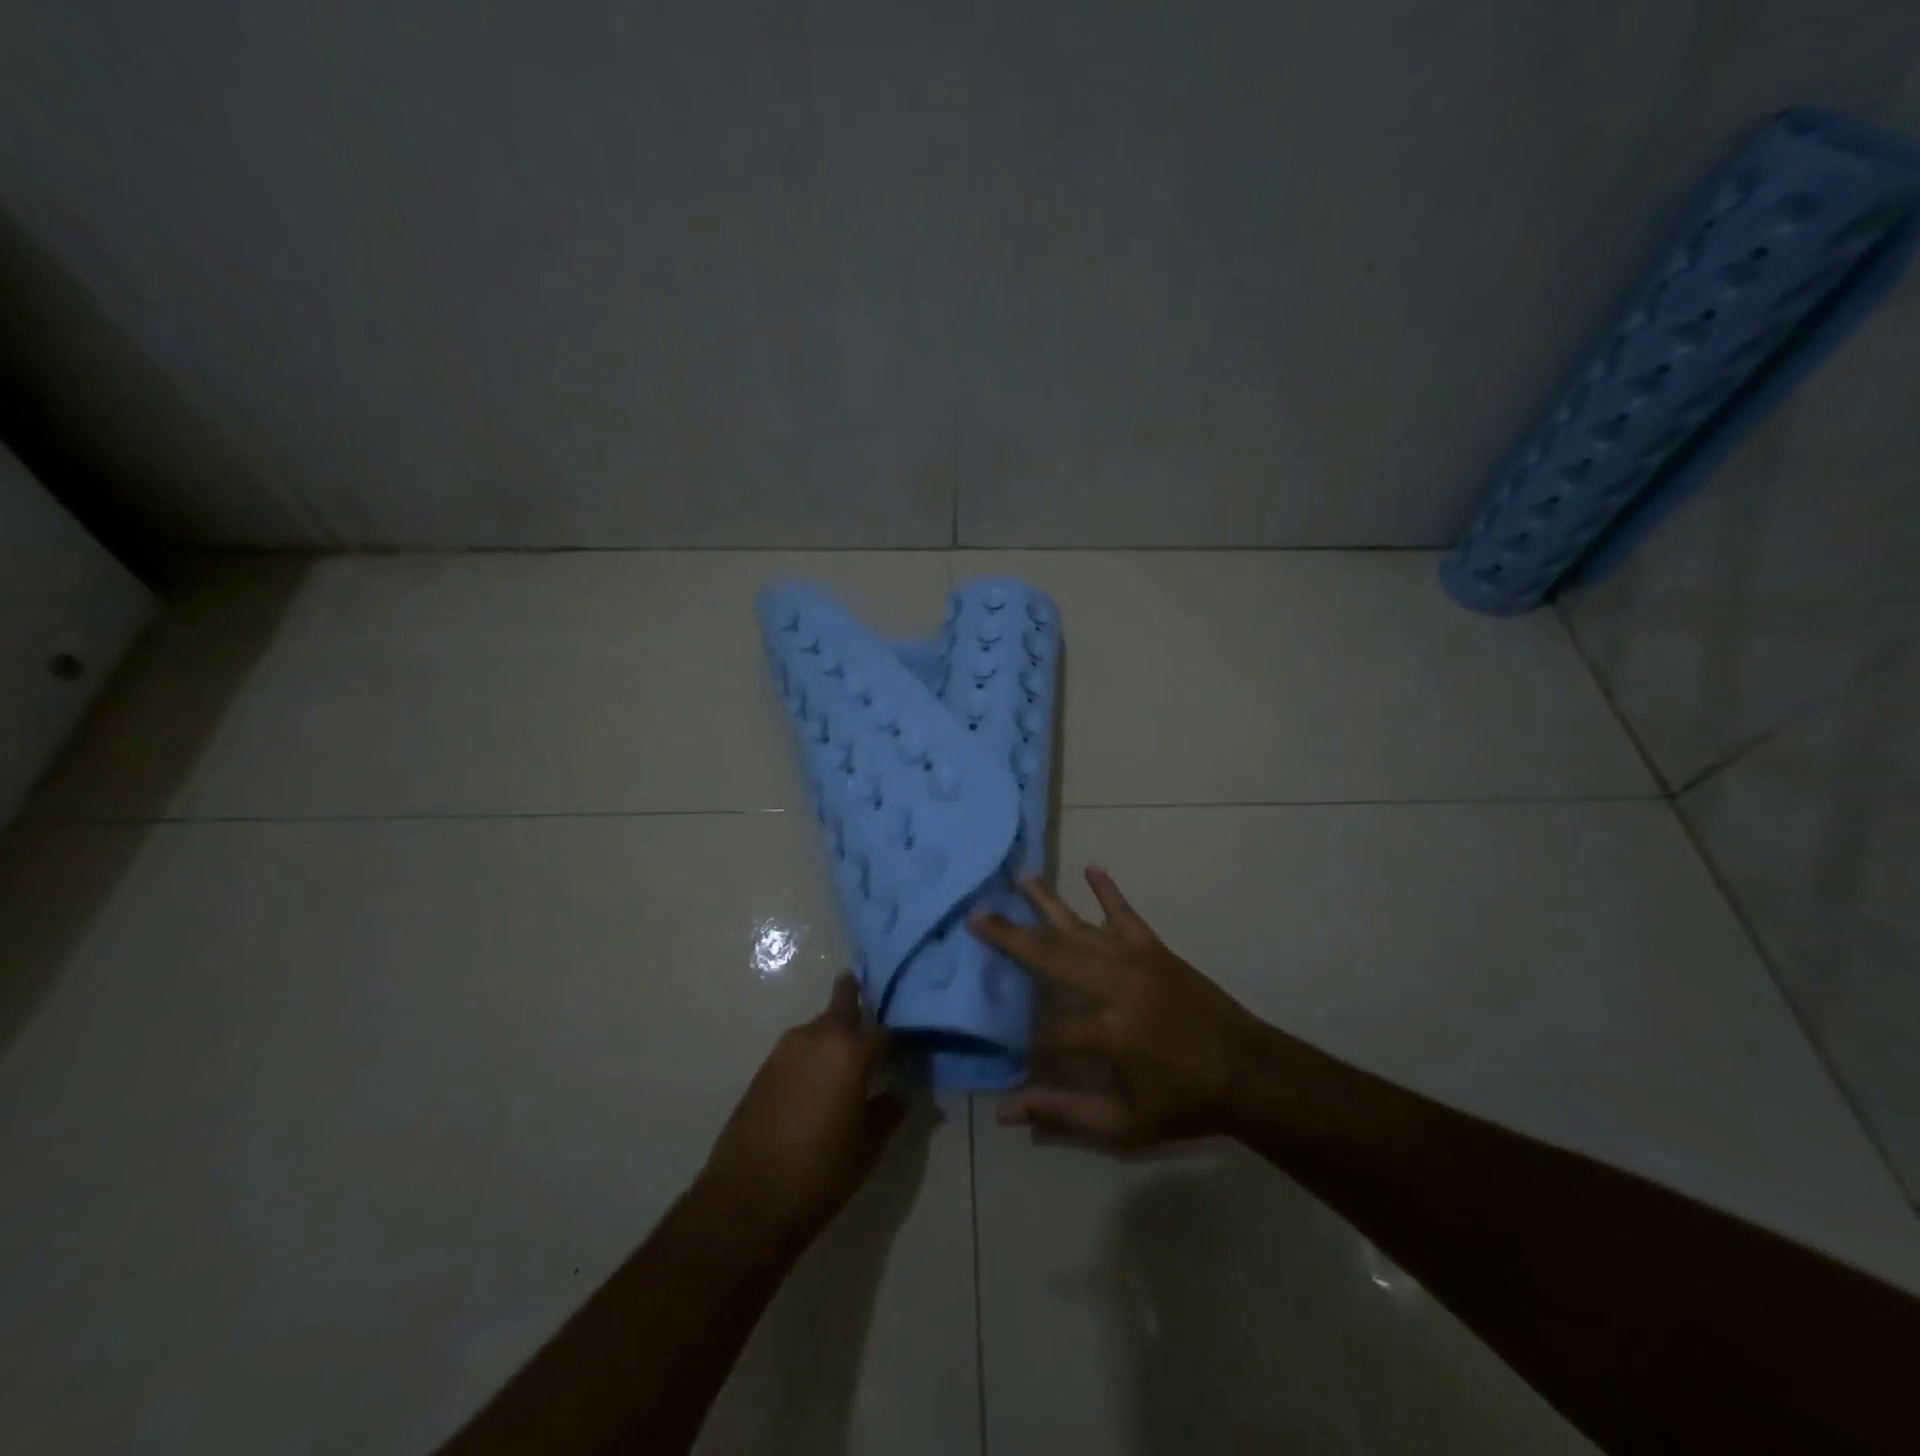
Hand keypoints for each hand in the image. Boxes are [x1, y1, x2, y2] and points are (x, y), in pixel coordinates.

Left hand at [697, 975, 906, 1252]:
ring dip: (833, 1032)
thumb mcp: (868, 1146)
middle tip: (871, 1004)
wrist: (747, 1200)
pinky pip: (798, 1049)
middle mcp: (817, 1037)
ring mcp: (785, 1050)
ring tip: (847, 1055)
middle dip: (857, 999)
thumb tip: (906, 1094)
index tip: (907, 1049)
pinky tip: (818, 1080)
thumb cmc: (820, 1171)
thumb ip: (890, 1112)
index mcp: (850, 1051)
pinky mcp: (764, 1069)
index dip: (897, 1041)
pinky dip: (813, 1053)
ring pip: (819, 1026)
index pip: (883, 1032)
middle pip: (842, 1004)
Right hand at [971, 867, 1264, 1148]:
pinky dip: (1108, 891)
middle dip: (1010, 937)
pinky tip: (1092, 868)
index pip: (1049, 1031)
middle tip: (976, 916)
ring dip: (1048, 901)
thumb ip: (1064, 1113)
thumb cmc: (1184, 1102)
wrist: (1249, 1072)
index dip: (1027, 1043)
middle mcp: (1116, 984)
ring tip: (1020, 877)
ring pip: (1081, 926)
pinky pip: (1126, 914)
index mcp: (1109, 1031)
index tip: (1011, 1051)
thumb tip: (1004, 1111)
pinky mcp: (1155, 949)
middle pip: (1051, 956)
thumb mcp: (1125, 1124)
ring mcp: (1136, 959)